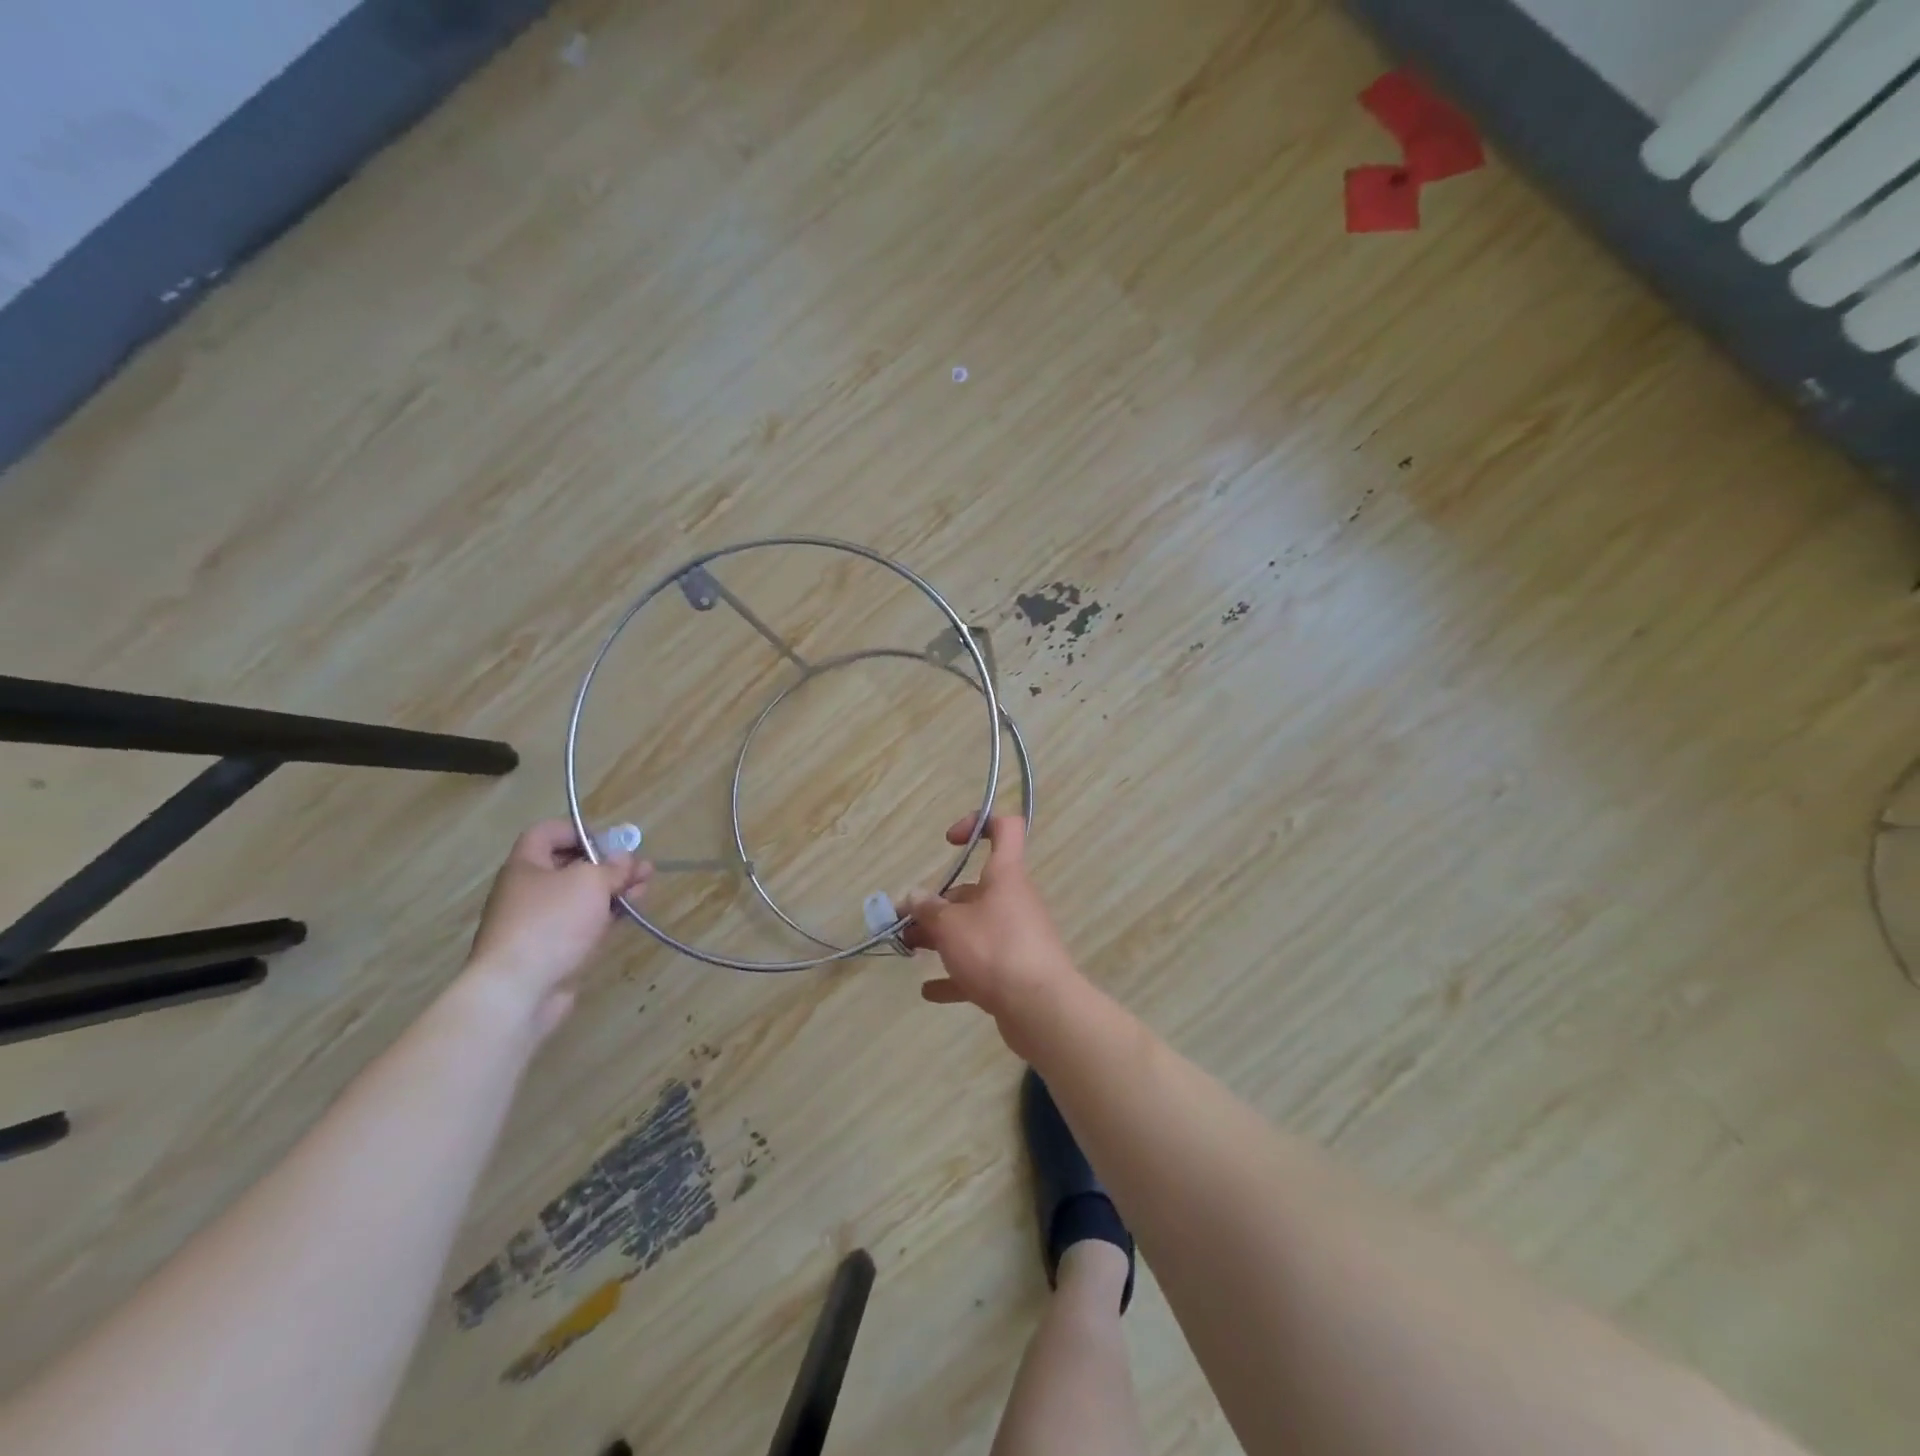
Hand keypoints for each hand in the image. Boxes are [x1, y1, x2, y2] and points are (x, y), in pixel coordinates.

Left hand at [463, 821, 651, 1036]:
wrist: (519, 991)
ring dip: (615, 889)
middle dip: (609, 864)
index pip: (547, 833)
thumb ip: (612, 867)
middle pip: (571, 866)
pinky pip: (584, 923)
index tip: (610, 842)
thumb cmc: (551, 923)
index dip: (579, 831)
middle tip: (640, 867)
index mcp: (526, 866)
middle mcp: (529, 891)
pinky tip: (632, 911)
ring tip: (646, 887)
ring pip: (582, 897)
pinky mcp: (554, 949)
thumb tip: (624, 859)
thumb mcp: (590, 882)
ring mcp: (541, 922)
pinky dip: (607, 915)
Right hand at [903, 814, 1081, 1049]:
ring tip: (909, 949)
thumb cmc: (995, 950)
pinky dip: (956, 974)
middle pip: (976, 889)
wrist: (1041, 1008)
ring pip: (975, 927)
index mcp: (1005, 875)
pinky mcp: (1015, 971)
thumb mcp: (950, 925)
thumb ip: (928, 909)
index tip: (949, 842)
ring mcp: (1017, 936)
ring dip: (942, 936)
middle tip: (906, 921)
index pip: (1004, 829)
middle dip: (938, 903)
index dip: (978, 823)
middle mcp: (1014, 900)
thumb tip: (914, 896)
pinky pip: (981, 965)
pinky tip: (929, 990)